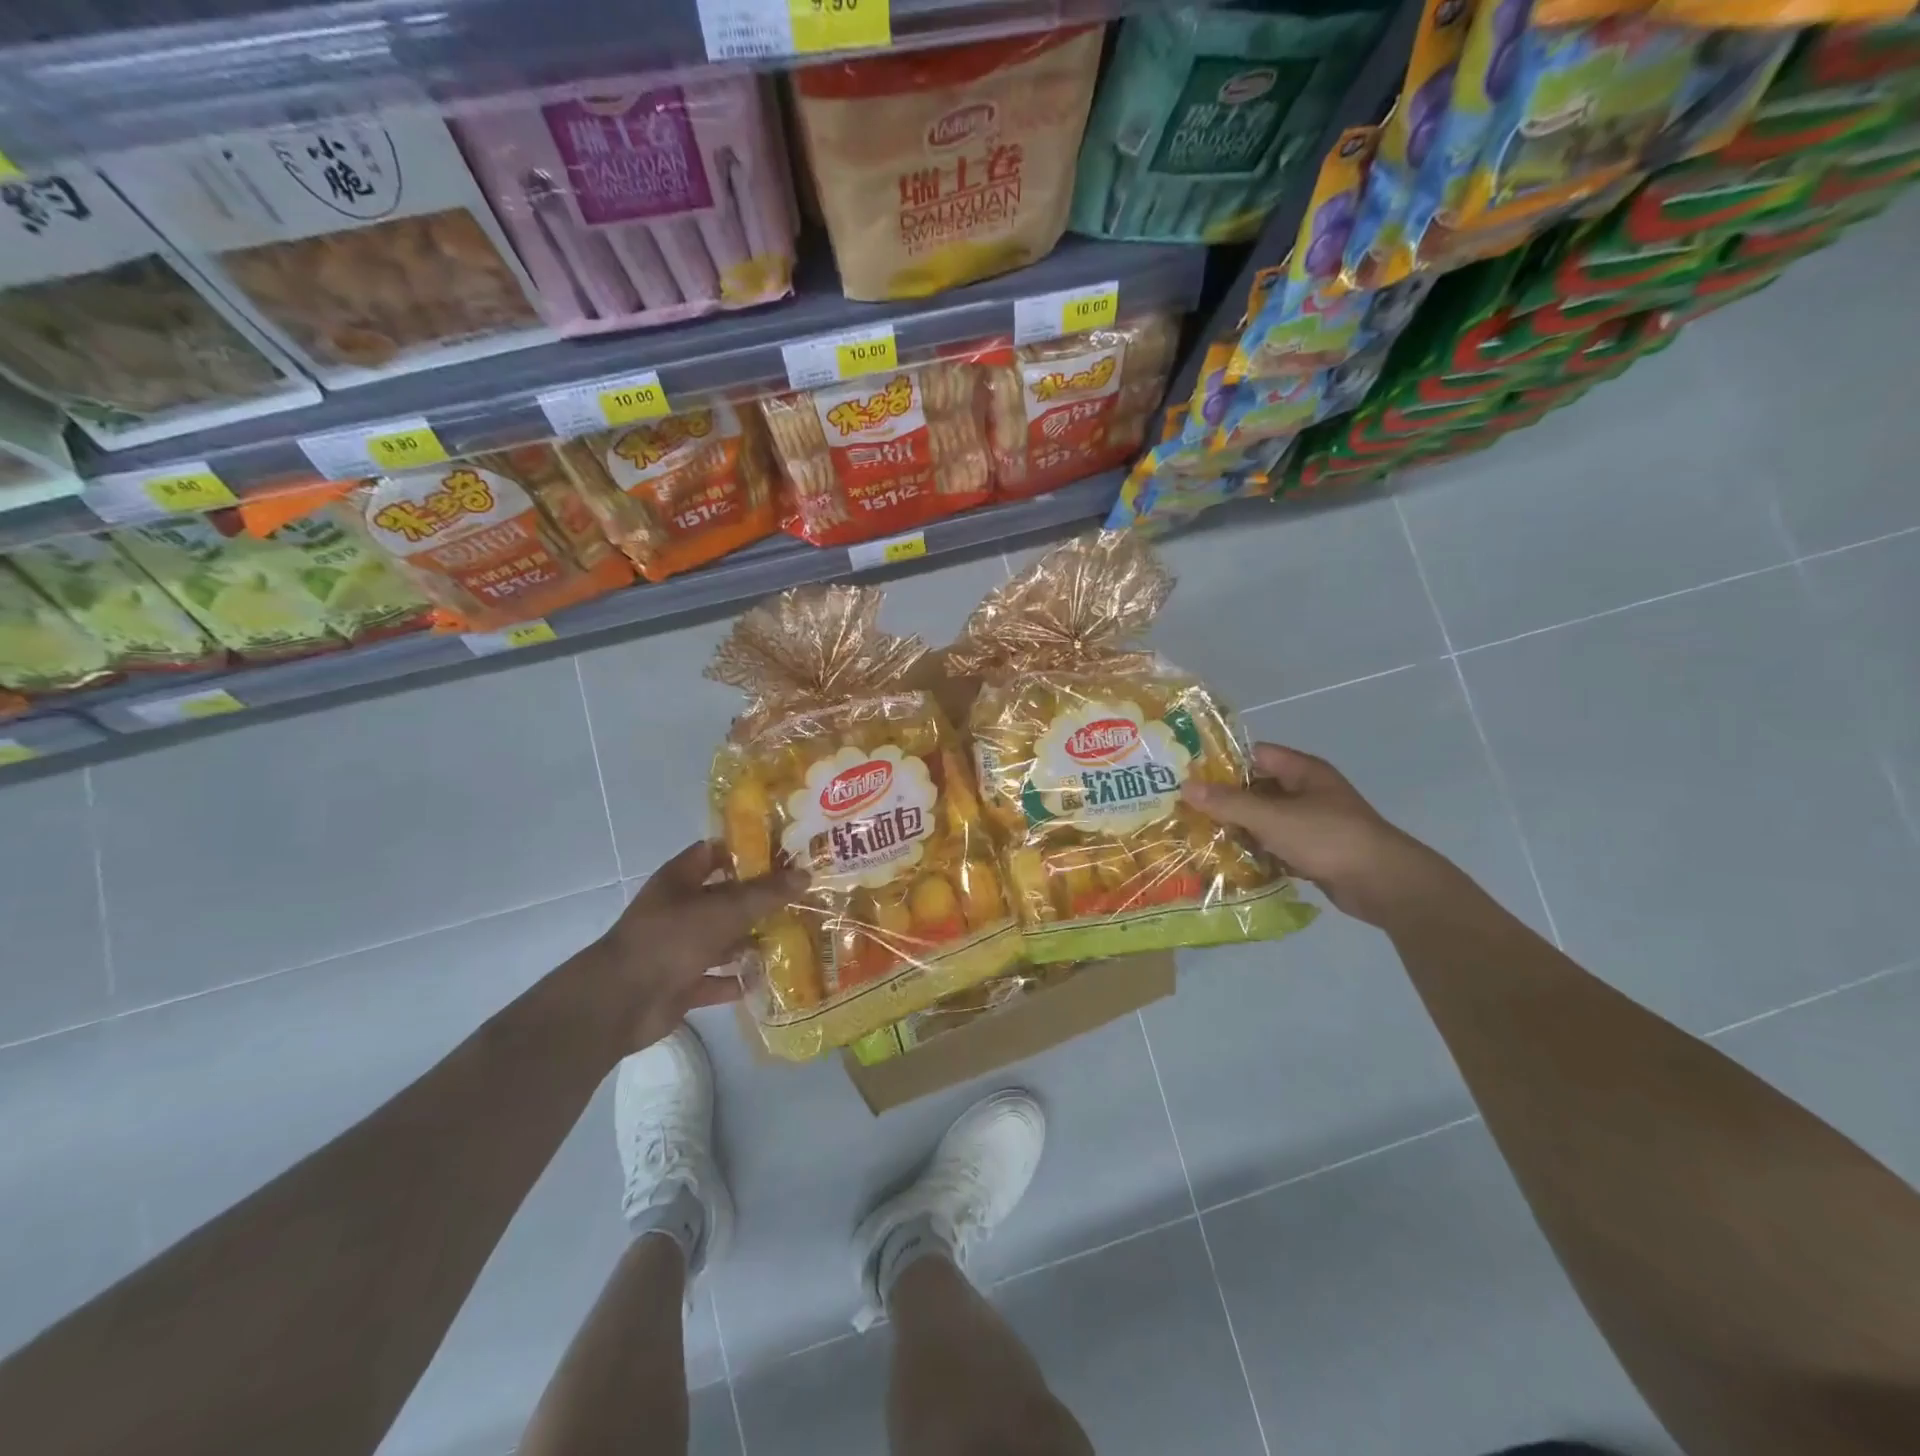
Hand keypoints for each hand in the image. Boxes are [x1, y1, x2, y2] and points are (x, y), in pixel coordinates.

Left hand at [595, 841, 806, 1048]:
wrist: (621, 1001)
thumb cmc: (671, 939)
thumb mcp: (724, 909)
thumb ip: (766, 894)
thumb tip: (805, 876)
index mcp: (680, 880)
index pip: (714, 853)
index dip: (746, 850)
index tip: (785, 853)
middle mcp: (679, 909)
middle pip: (724, 898)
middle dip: (759, 899)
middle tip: (801, 897)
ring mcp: (678, 948)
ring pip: (722, 939)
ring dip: (751, 941)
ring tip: (794, 937)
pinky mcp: (681, 983)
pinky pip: (716, 978)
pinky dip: (737, 980)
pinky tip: (767, 978)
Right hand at [1182, 743, 1451, 926]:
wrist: (1384, 884)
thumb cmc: (1328, 838)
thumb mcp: (1272, 817)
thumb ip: (1229, 802)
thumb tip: (1185, 786)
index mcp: (1302, 771)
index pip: (1254, 755)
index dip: (1222, 762)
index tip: (1188, 775)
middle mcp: (1307, 792)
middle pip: (1256, 788)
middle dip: (1224, 800)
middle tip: (1185, 809)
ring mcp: (1311, 823)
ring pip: (1264, 819)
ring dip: (1237, 828)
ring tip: (1197, 836)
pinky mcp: (1312, 852)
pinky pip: (1275, 845)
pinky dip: (1255, 851)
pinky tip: (1227, 861)